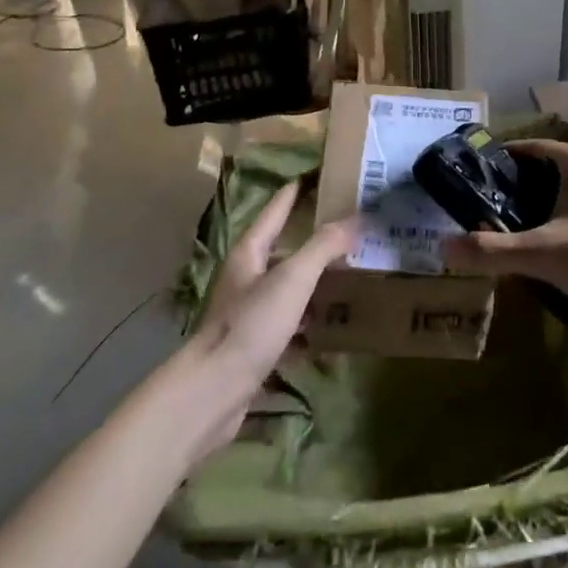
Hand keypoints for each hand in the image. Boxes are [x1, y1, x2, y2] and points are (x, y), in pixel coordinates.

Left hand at [185, 183, 356, 452]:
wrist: (212, 394)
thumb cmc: (250, 326)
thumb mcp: (292, 279)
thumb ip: (323, 247)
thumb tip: (355, 218)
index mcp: (251, 251)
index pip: (278, 207)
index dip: (299, 189)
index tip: (323, 172)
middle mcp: (247, 276)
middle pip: (285, 247)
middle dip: (317, 238)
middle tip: (354, 228)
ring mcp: (249, 312)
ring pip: (290, 287)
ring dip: (317, 282)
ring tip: (353, 275)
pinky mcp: (255, 345)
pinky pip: (291, 324)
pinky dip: (311, 323)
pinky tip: (334, 329)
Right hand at [442, 141, 567, 326]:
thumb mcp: (543, 255)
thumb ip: (491, 251)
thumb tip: (443, 247)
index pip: (527, 149)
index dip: (499, 164)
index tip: (474, 184)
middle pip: (549, 170)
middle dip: (520, 192)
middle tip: (492, 218)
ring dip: (548, 209)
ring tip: (524, 238)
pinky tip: (567, 253)